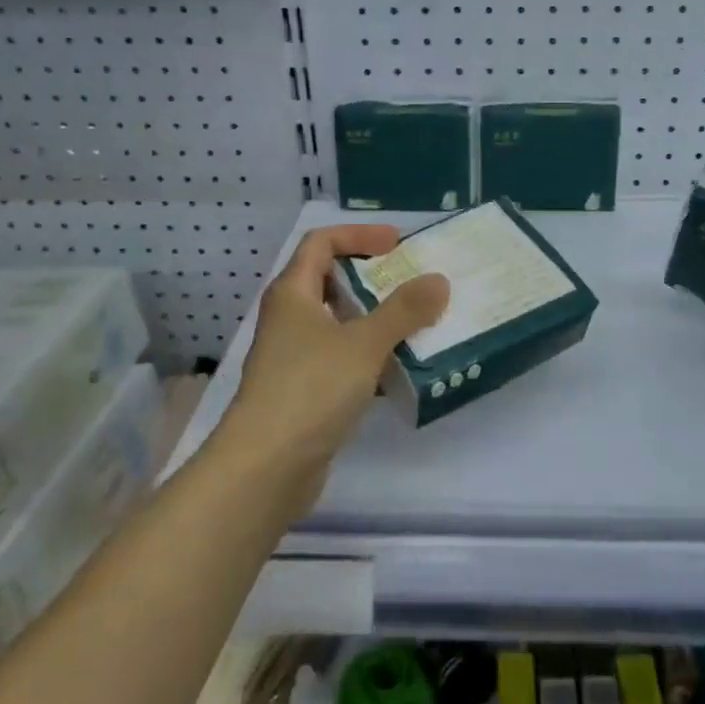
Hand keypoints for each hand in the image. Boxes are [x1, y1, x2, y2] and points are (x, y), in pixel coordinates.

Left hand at [223, 226, 448, 496]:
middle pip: (331, 282)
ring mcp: (295, 357)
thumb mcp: (364, 343)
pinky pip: (343, 360)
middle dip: (373, 279)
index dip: (358, 236)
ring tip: (419, 324)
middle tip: (414, 283)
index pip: (320, 243)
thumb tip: (438, 281)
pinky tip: (402, 370)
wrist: (266, 467)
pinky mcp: (305, 391)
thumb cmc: (310, 389)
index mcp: (293, 294)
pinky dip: (371, 358)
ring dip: (377, 321)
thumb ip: (404, 310)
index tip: (397, 245)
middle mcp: (290, 319)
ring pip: (340, 325)